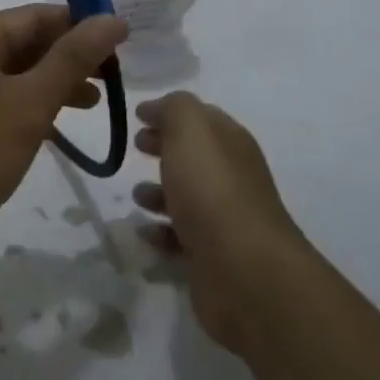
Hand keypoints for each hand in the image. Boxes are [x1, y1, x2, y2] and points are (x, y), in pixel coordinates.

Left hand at [0, 4, 127, 269]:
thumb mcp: (28, 105)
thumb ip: (72, 60)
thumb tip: (112, 19)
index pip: (37, 15)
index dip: (81, 25)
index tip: (122, 44)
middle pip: (22, 42)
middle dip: (68, 58)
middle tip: (113, 80)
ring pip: (9, 73)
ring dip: (49, 84)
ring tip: (93, 104)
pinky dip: (23, 105)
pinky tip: (50, 126)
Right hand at [131, 92, 304, 352]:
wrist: (243, 271)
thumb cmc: (212, 190)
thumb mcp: (190, 130)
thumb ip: (174, 108)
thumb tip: (158, 109)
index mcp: (231, 144)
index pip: (202, 118)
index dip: (171, 113)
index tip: (138, 116)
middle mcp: (232, 178)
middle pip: (195, 156)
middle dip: (165, 148)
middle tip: (136, 146)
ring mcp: (225, 220)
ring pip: (187, 197)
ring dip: (160, 192)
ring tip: (136, 195)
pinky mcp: (213, 258)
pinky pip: (181, 238)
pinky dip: (161, 232)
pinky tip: (144, 232)